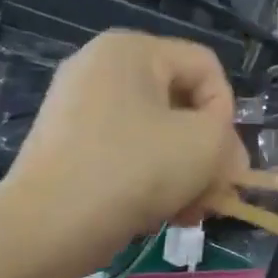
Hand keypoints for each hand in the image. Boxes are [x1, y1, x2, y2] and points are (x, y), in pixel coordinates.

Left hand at [0, 32, 247, 274]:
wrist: (48, 228)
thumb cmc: (134, 170)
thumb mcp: (205, 145)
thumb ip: (229, 136)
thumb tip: (223, 152)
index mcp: (131, 50)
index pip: (207, 68)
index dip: (227, 113)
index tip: (223, 156)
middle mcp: (101, 68)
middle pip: (182, 104)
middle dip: (207, 152)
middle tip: (216, 193)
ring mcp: (79, 108)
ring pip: (159, 134)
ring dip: (186, 173)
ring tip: (189, 211)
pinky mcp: (69, 146)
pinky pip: (128, 152)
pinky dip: (152, 180)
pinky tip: (160, 213)